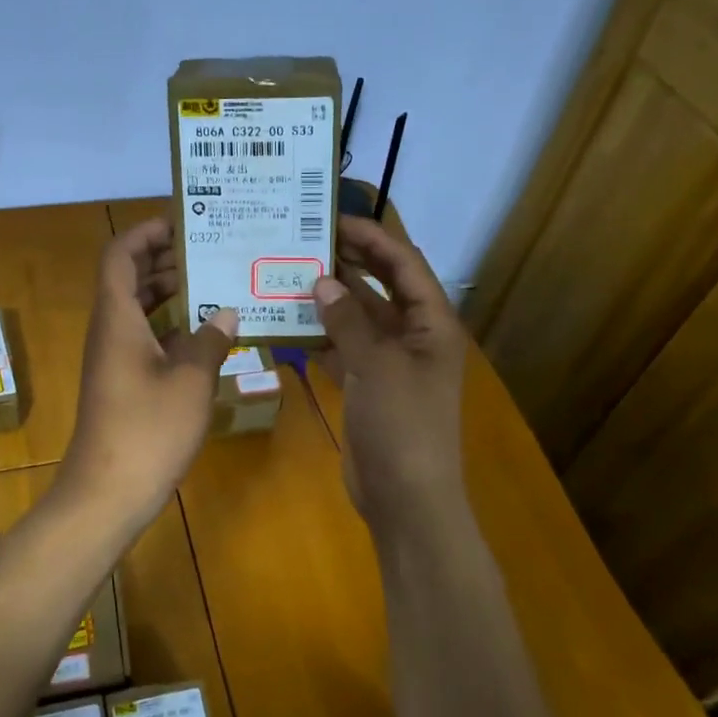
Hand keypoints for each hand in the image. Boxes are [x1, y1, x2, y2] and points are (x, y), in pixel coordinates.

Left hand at [60, 216, 237, 531]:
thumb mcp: (191, 381)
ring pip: (140, 311)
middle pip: (131, 279)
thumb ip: (210, 340)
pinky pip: (147, 339)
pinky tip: (209, 334)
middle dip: (167, 260)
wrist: (108, 493)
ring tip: (218, 283)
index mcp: (117, 318)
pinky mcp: (124, 384)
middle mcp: (110, 331)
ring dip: (173, 294)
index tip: (183, 222)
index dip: (146, 232)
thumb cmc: (148, 430)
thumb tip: (227, 312)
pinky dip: (173, 328)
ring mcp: (115, 359)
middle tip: (213, 250)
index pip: (120, 255)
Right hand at [314, 216, 467, 533]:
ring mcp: (388, 363)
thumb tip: (322, 280)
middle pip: (380, 287)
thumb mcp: (377, 367)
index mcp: (431, 324)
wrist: (406, 498)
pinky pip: (342, 349)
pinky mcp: (366, 386)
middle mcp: (413, 336)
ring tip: (288, 273)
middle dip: (348, 262)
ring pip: (357, 318)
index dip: (374, 237)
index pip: (404, 265)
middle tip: (305, 240)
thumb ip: (348, 321)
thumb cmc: (403, 426)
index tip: (333, 218)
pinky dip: (319, 337)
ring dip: (329, 299)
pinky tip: (286, 323)